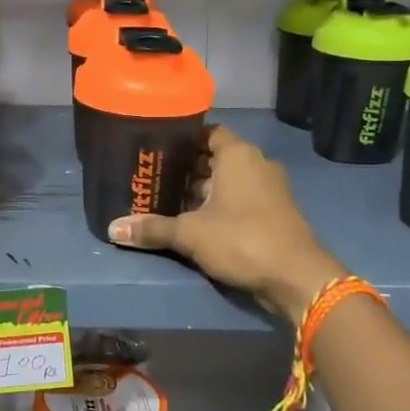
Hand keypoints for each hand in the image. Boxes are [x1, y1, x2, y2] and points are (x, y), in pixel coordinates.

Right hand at [108, 125, 344, 324]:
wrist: (297, 278)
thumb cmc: (242, 240)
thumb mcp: (190, 234)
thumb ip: (153, 228)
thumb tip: (112, 228)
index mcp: (238, 155)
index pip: (208, 132)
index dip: (183, 139)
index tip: (158, 148)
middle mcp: (257, 164)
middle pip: (216, 157)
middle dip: (187, 168)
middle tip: (155, 177)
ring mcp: (270, 189)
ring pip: (229, 181)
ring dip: (203, 190)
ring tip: (169, 201)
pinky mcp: (275, 213)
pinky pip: (241, 199)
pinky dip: (220, 206)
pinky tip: (196, 222)